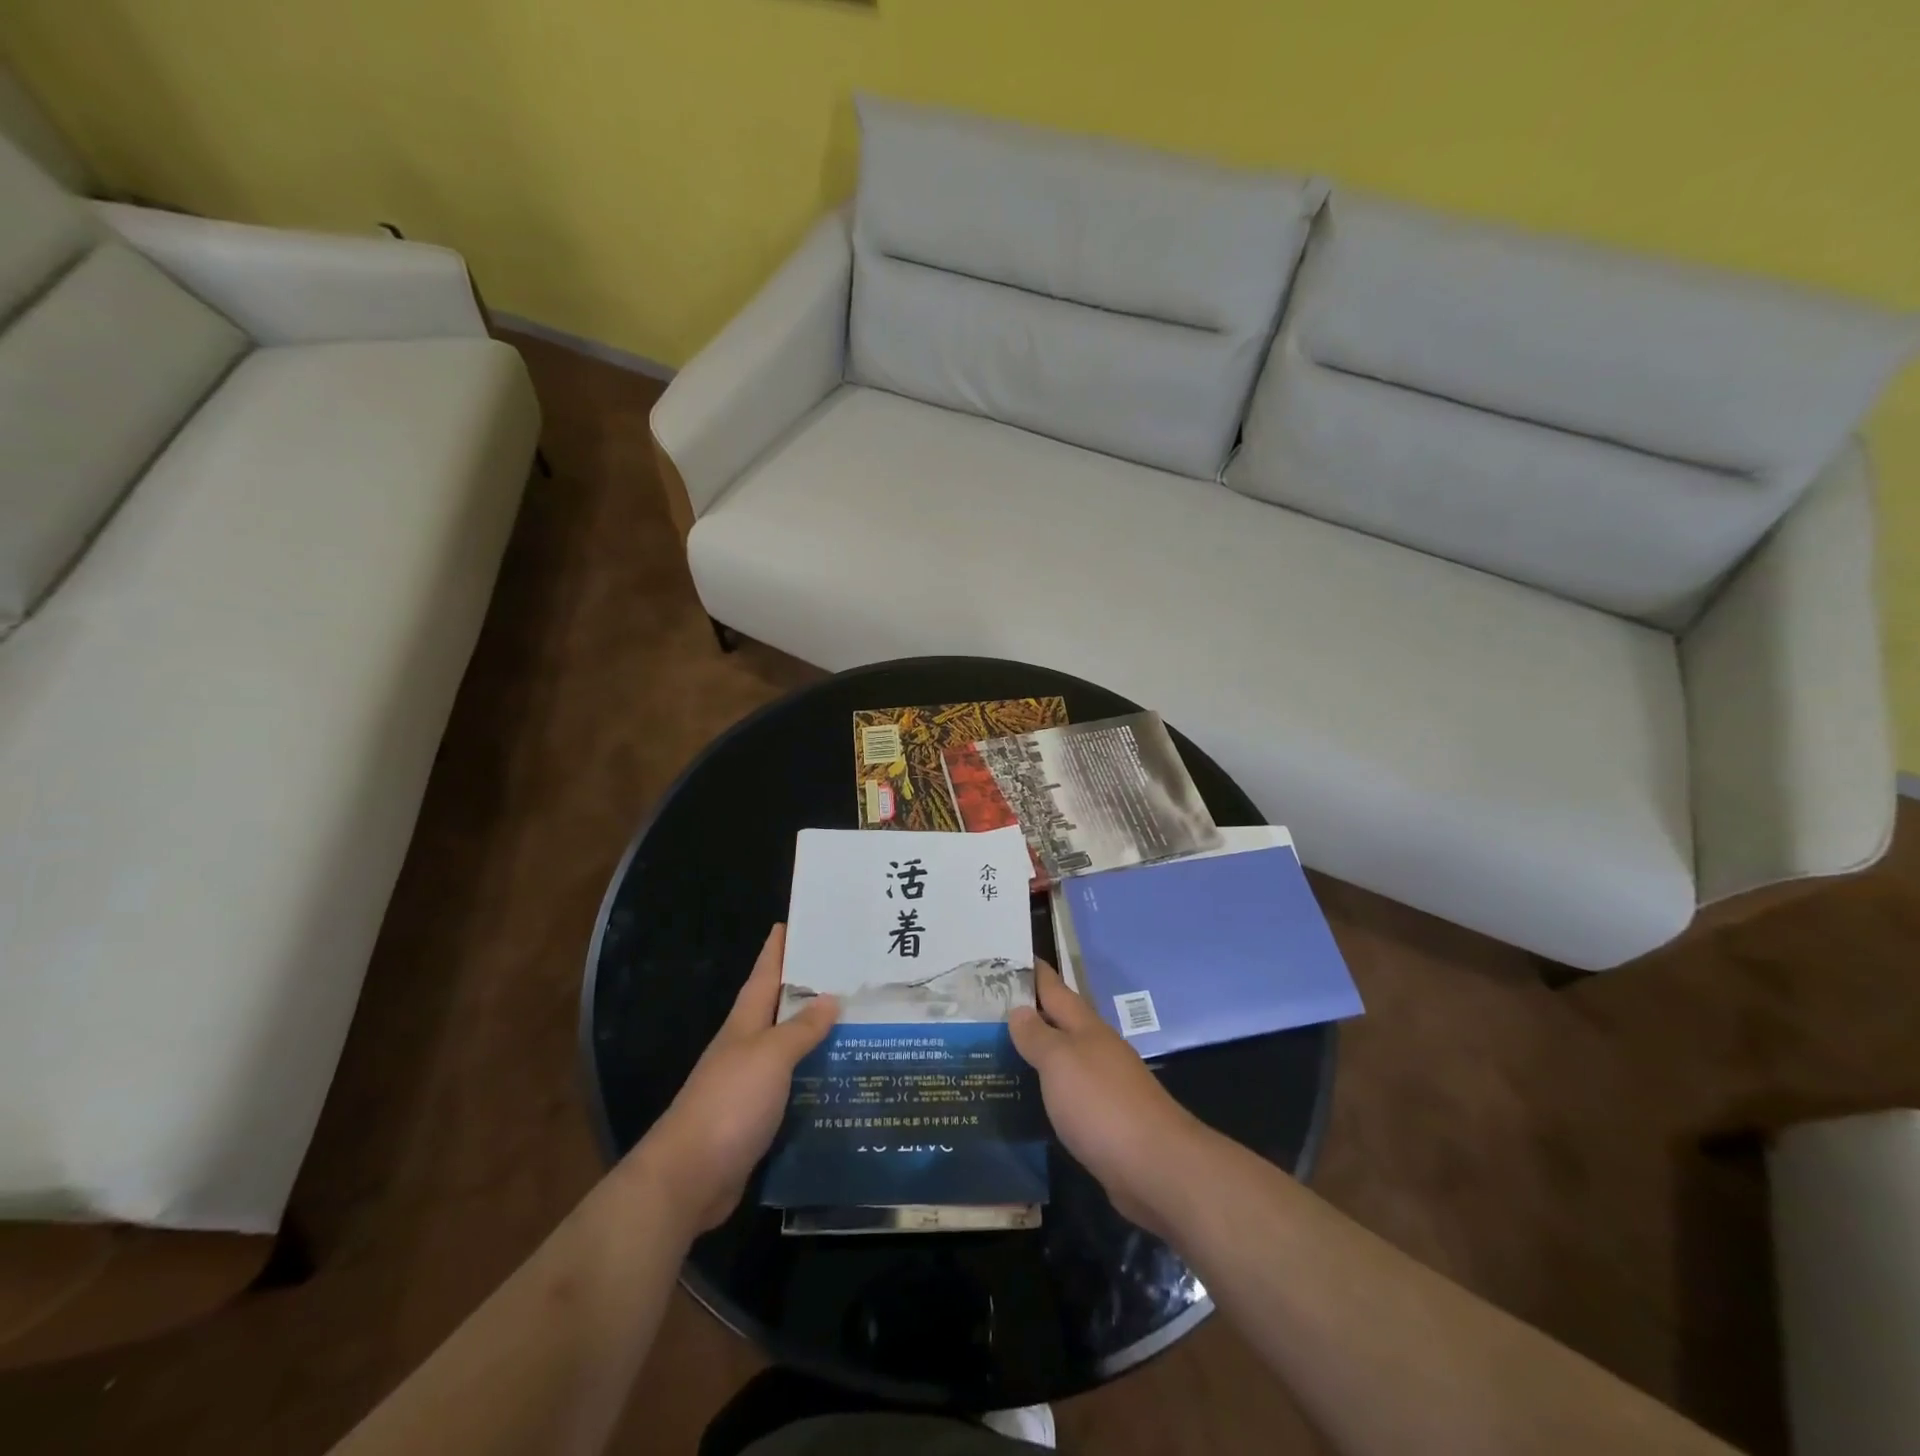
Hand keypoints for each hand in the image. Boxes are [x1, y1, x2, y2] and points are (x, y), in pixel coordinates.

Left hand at [628, 924, 836, 1232]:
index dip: (779, 947)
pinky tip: (841, 1076)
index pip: (765, 973)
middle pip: (780, 1007)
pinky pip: (795, 1084)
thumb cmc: (728, 1104)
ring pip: (791, 1046)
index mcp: (745, 1023)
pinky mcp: (760, 1117)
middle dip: (809, 986)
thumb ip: (800, 1028)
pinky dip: (816, 1075)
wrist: (688, 1179)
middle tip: (850, 970)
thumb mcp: (769, 1057)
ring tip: (859, 1019)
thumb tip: (831, 998)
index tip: (798, 921)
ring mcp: (752, 1083)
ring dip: (818, 1033)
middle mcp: (748, 1046)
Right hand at [1009, 961, 1208, 1235]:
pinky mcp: (1105, 1121)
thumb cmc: (1102, 1104)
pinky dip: (1047, 1089)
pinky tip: (1029, 1098)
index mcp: (1086, 1028)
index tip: (1009, 956)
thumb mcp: (1061, 1062)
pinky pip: (1068, 1094)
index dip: (1034, 973)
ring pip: (1063, 1059)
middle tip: (988, 1008)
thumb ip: (1037, 1036)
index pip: (1054, 989)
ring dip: (1036, 1053)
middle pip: (1059, 1023)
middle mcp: (1096, 1050)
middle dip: (1029, 1013)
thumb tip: (1019, 1010)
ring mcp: (1104, 1086)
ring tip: (999, 1051)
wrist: (1156, 1168)